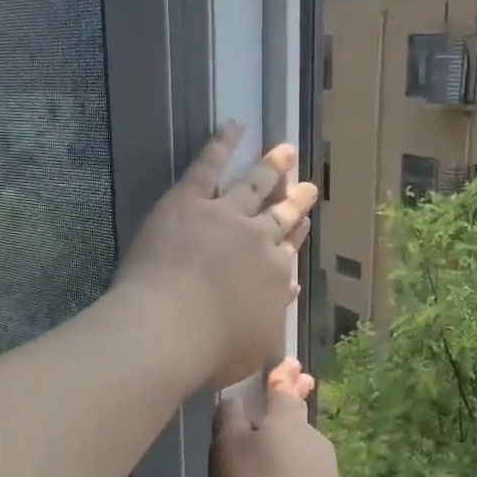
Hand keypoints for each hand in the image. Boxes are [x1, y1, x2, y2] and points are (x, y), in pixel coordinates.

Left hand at [114, 123, 317, 390]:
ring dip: (271, 167)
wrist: (169, 330)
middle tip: (307, 184)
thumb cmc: (213, 350)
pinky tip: (235, 126)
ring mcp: (225, 216)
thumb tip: (290, 288)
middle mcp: (257, 240)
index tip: (304, 224)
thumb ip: (274, 312)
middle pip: (279, 215)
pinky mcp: (189, 201)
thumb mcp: (257, 342)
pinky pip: (208, 166)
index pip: (288, 250)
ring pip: (254, 185)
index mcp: (274, 274)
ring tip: (285, 149)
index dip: (296, 235)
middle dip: (295, 199)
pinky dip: (222, 144)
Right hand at [209, 359, 353, 476]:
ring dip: (289, 451)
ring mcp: (327, 471)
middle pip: (296, 420)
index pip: (283, 388)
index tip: (290, 362)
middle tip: (281, 406)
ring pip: (303, 451)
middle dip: (288, 412)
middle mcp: (312, 438)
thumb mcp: (228, 453)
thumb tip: (235, 400)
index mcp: (286, 419)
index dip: (282, 375)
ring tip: (270, 464)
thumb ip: (229, 422)